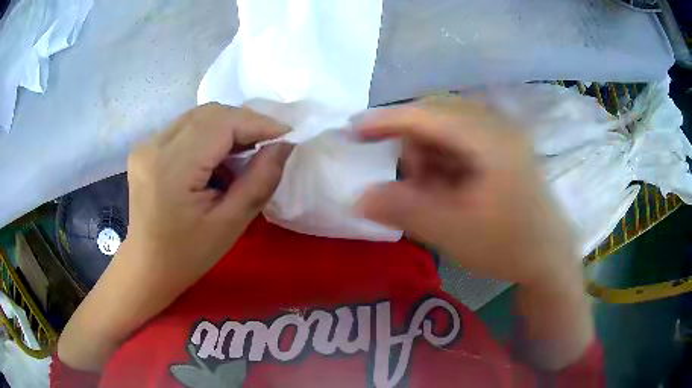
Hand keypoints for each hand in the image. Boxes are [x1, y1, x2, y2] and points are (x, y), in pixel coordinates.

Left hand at [124, 103, 292, 288]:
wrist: (147, 266)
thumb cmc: (187, 255)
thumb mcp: (230, 225)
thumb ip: (260, 181)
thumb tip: (283, 145)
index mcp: (171, 168)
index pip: (221, 123)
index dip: (258, 123)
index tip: (286, 136)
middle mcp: (154, 145)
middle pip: (210, 113)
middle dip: (245, 123)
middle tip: (267, 146)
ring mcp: (147, 144)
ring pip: (199, 117)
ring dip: (228, 129)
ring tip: (243, 155)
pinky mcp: (146, 147)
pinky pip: (186, 128)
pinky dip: (209, 136)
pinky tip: (216, 160)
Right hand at [356, 96, 592, 369]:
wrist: (549, 258)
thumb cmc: (508, 246)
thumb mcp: (453, 233)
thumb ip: (404, 211)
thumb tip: (357, 198)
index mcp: (490, 139)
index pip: (428, 114)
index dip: (387, 119)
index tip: (353, 129)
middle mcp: (497, 126)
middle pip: (437, 116)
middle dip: (413, 145)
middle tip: (410, 182)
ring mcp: (502, 136)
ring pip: (447, 129)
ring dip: (429, 156)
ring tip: (433, 193)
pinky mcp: (502, 149)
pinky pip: (461, 142)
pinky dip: (444, 162)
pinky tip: (449, 189)